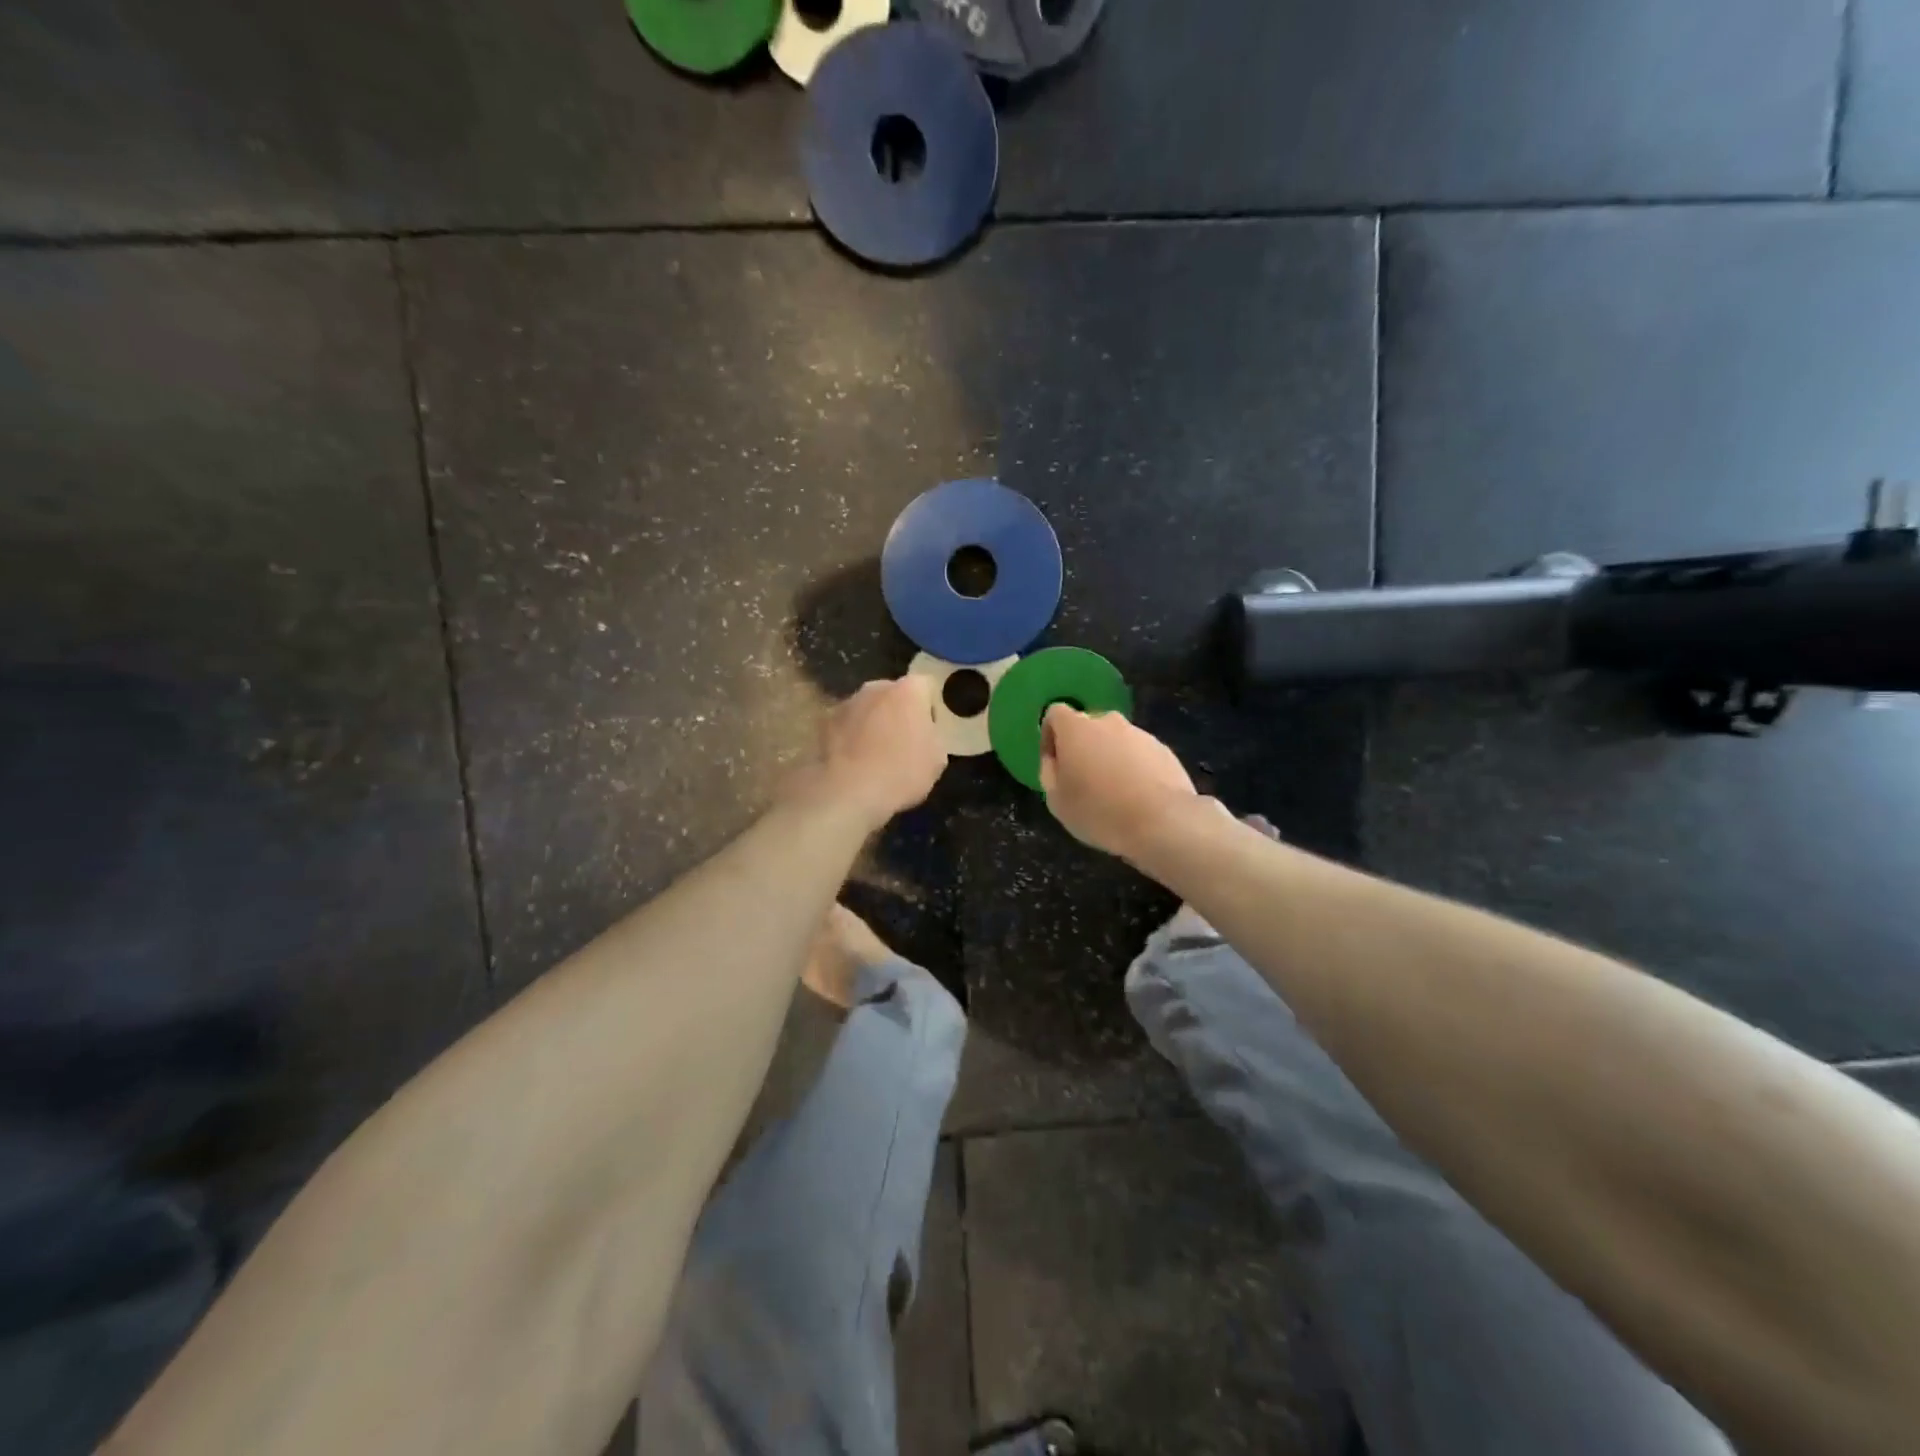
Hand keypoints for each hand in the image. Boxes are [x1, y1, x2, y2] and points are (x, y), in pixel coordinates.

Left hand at [810, 676, 945, 828]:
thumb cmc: (901, 772)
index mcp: (908, 690)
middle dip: (899, 712)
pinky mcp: (824, 722)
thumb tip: (923, 734)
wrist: (847, 792)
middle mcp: (876, 687)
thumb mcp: (937, 759)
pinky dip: (851, 737)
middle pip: (894, 694)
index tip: (929, 732)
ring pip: (868, 709)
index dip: (930, 708)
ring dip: (873, 724)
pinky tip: (854, 763)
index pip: (927, 686)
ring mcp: (847, 703)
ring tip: (875, 756)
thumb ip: (933, 736)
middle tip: (903, 743)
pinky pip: (847, 725)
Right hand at [1039, 705, 1198, 859]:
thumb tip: (1055, 760)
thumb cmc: (1099, 811)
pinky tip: (1138, 798)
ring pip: (1116, 741)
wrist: (1162, 822)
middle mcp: (1108, 722)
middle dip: (1082, 748)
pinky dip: (1134, 769)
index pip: (1055, 713)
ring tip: (1113, 795)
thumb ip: (1049, 772)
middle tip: (1083, 782)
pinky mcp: (1164, 750)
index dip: (1050, 736)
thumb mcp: (1056, 800)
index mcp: (1076, 728)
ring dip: (1110, 759)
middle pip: (1088, 727)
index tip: (1054, 763)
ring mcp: (1140, 734)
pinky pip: (1139, 755)